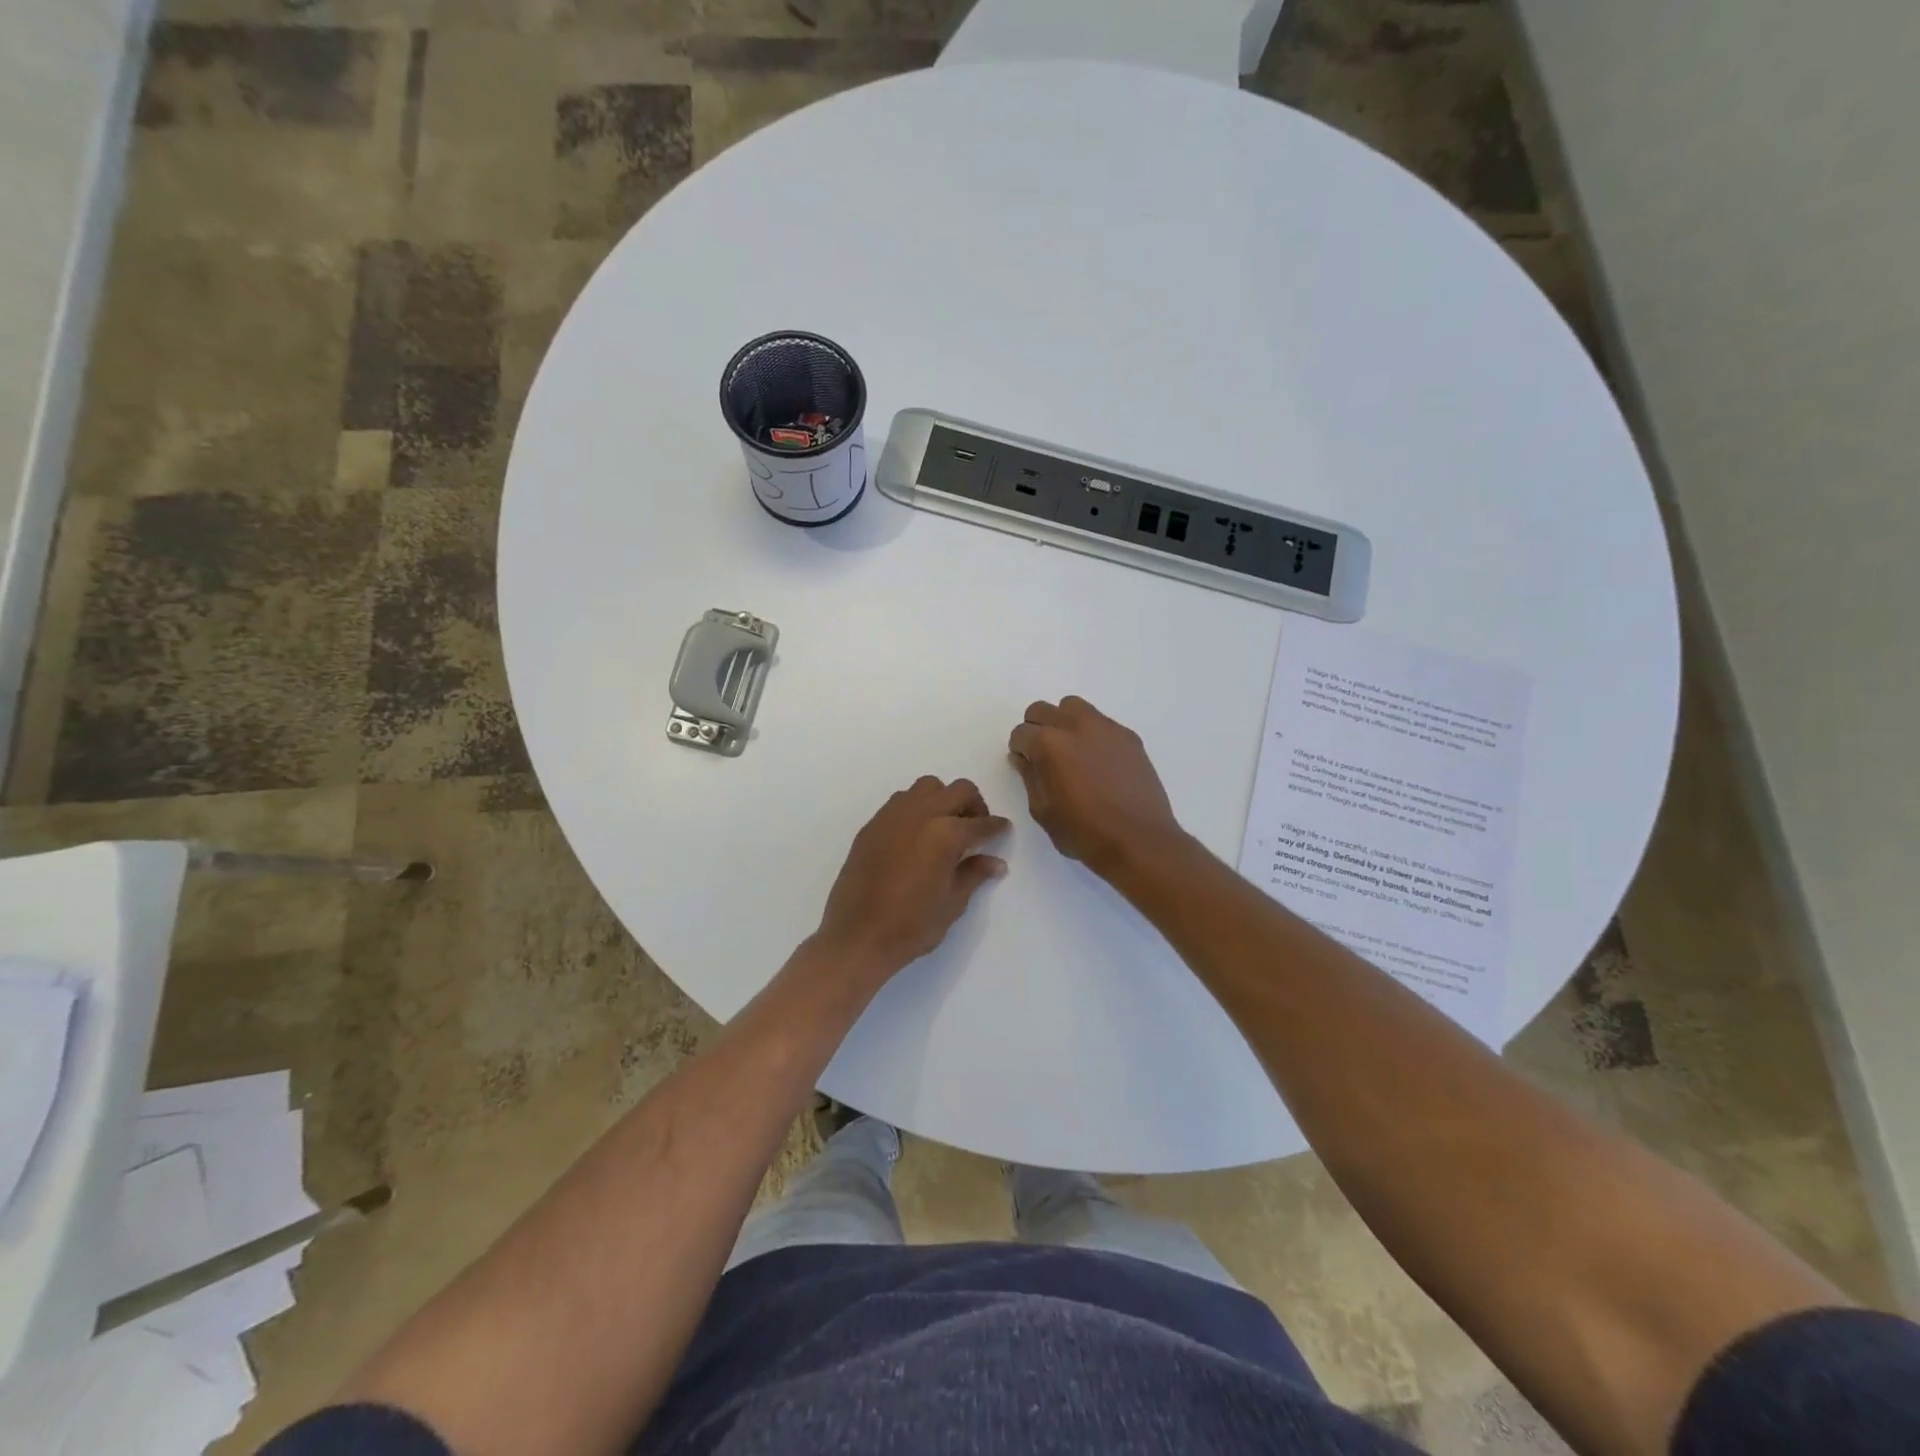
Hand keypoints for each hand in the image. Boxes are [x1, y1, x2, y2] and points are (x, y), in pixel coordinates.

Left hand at [813, 777, 1009, 988]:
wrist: (856, 937)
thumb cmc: (910, 926)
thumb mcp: (952, 904)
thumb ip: (974, 874)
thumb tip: (996, 862)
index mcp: (945, 835)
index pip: (981, 824)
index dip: (996, 828)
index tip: (1003, 830)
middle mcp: (920, 814)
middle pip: (958, 790)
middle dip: (974, 805)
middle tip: (976, 830)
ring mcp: (892, 816)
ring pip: (928, 787)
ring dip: (943, 800)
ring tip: (945, 828)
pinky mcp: (872, 825)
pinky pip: (901, 801)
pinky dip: (917, 808)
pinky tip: (917, 836)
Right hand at [1008, 697, 1182, 876]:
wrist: (1139, 840)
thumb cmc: (1084, 832)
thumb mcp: (1042, 811)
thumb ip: (1029, 776)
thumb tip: (1023, 757)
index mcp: (1048, 744)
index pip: (1021, 733)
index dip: (1020, 750)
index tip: (1027, 765)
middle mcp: (1075, 726)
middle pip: (1042, 710)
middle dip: (1036, 729)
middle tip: (1043, 755)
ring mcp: (1105, 728)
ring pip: (1073, 707)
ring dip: (1063, 722)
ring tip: (1071, 751)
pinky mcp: (1128, 736)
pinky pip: (1101, 722)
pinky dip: (1091, 733)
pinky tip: (1098, 761)